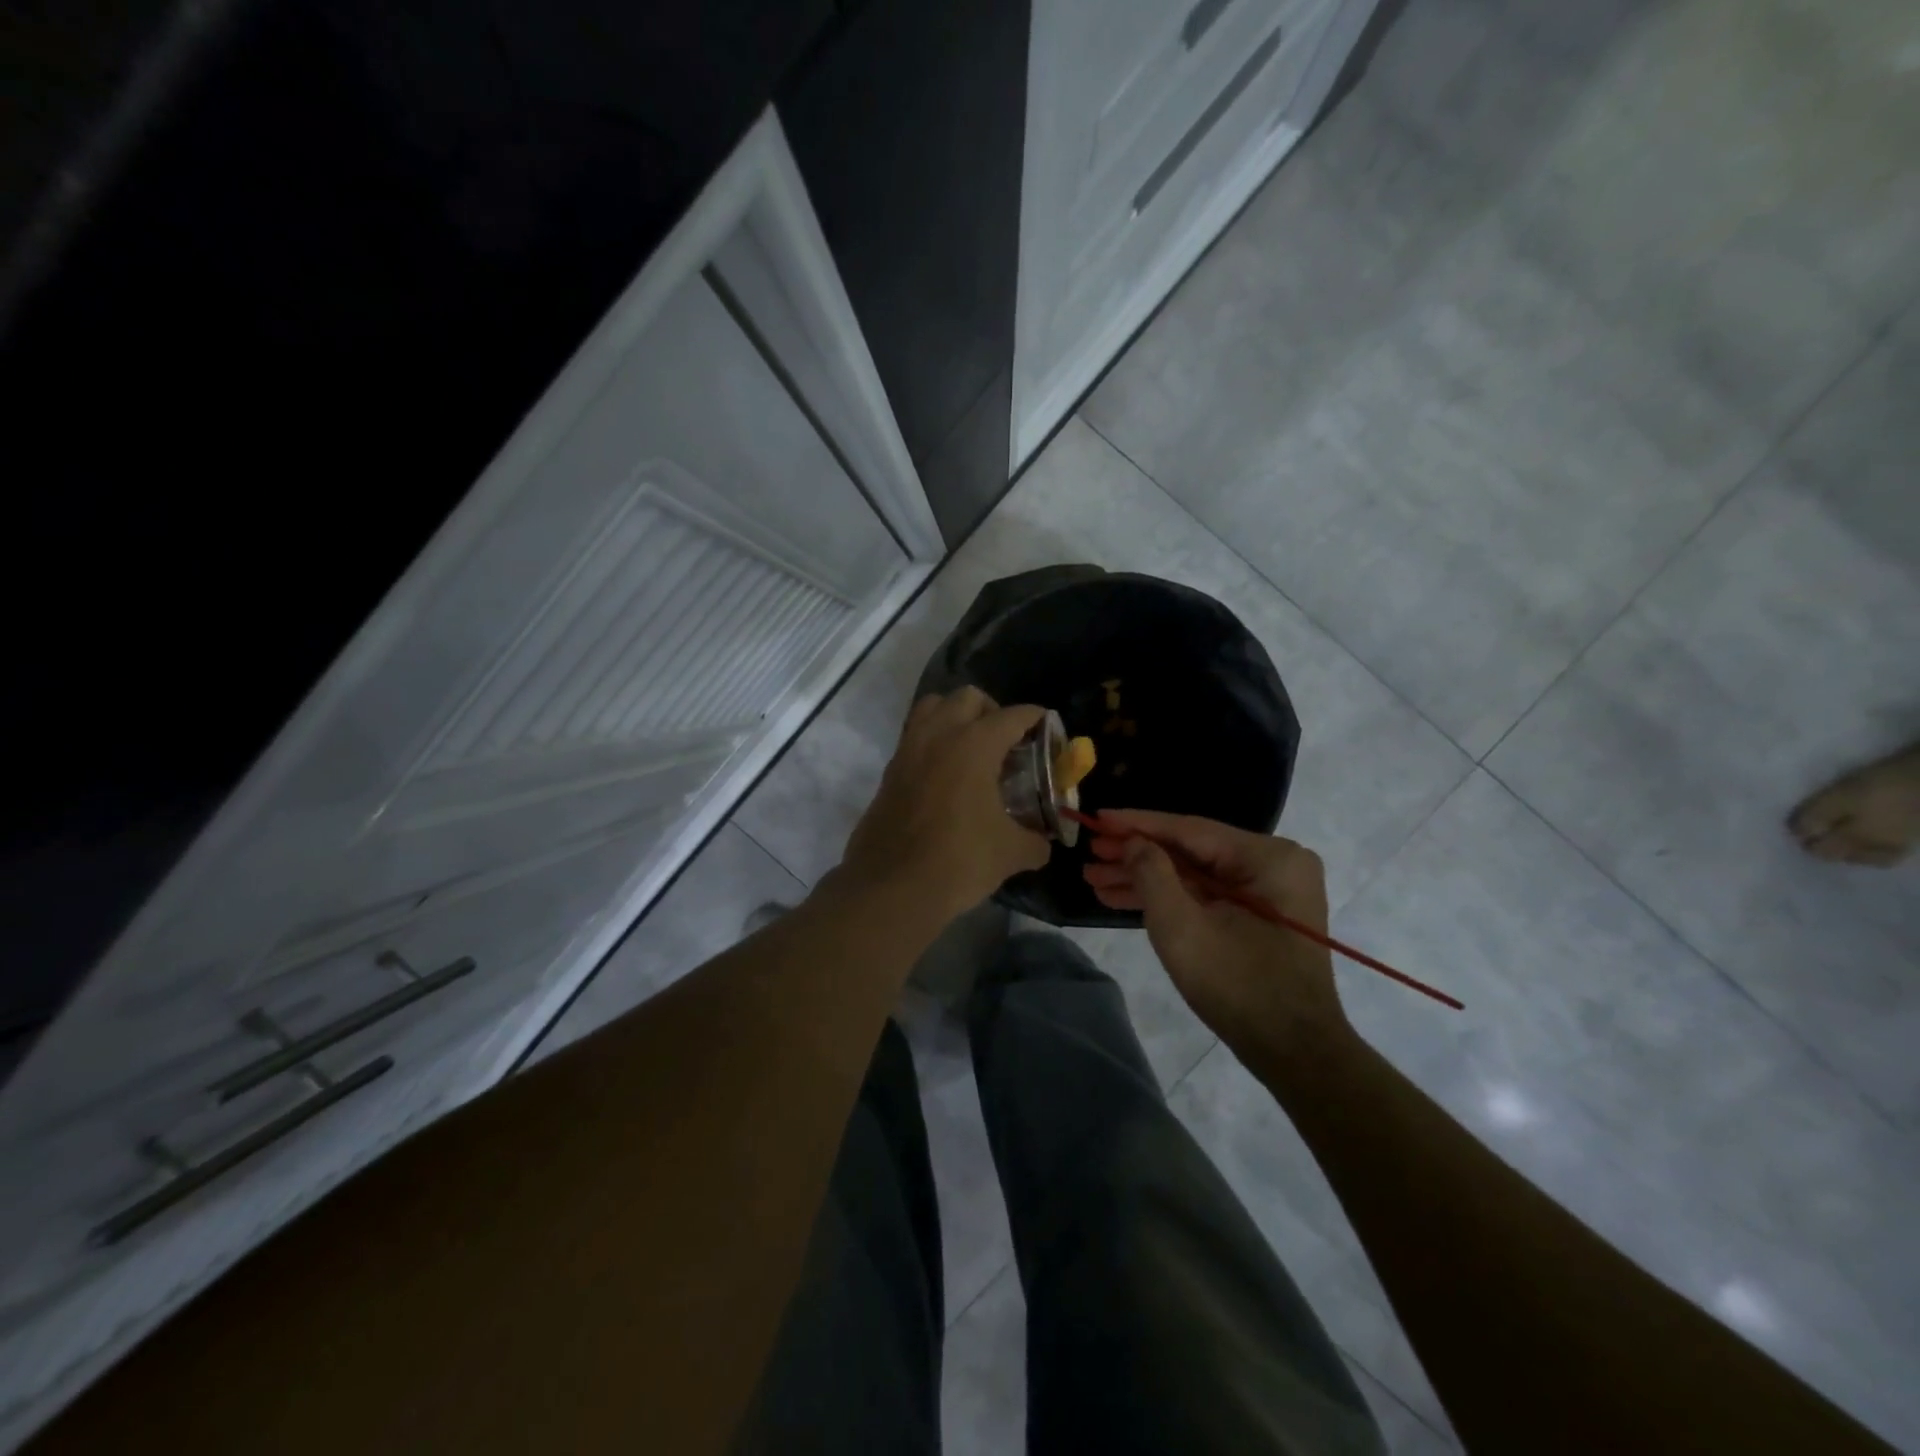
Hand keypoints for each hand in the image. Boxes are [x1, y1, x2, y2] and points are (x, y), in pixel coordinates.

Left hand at [840, 688, 1052, 926]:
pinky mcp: (890, 771)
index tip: (1046, 728)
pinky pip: (914, 736)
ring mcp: (908, 750)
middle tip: (1007, 741)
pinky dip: (933, 740)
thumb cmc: (959, 861)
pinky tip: (946, 773)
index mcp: (974, 744)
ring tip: (972, 747)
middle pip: (967, 698)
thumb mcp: (1011, 853)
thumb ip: (1035, 841)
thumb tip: (1043, 843)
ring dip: (955, 716)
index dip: (1034, 719)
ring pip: (932, 707)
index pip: (1012, 716)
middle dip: (992, 710)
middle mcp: (939, 735)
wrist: (892, 887)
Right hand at [1082, 810, 1350, 1064]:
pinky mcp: (1261, 915)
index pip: (1188, 829)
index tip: (1096, 818)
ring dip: (1146, 879)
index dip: (1137, 824)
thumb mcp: (1182, 927)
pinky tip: (1124, 897)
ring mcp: (1269, 890)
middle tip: (1089, 855)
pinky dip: (1169, 898)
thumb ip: (1152, 873)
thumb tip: (1133, 842)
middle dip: (1136, 856)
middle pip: (1190, 850)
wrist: (1295, 1054)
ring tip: (1095, 879)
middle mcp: (1274, 862)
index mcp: (1267, 856)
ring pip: (1195, 874)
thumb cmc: (1238, 986)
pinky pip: (1207, 894)